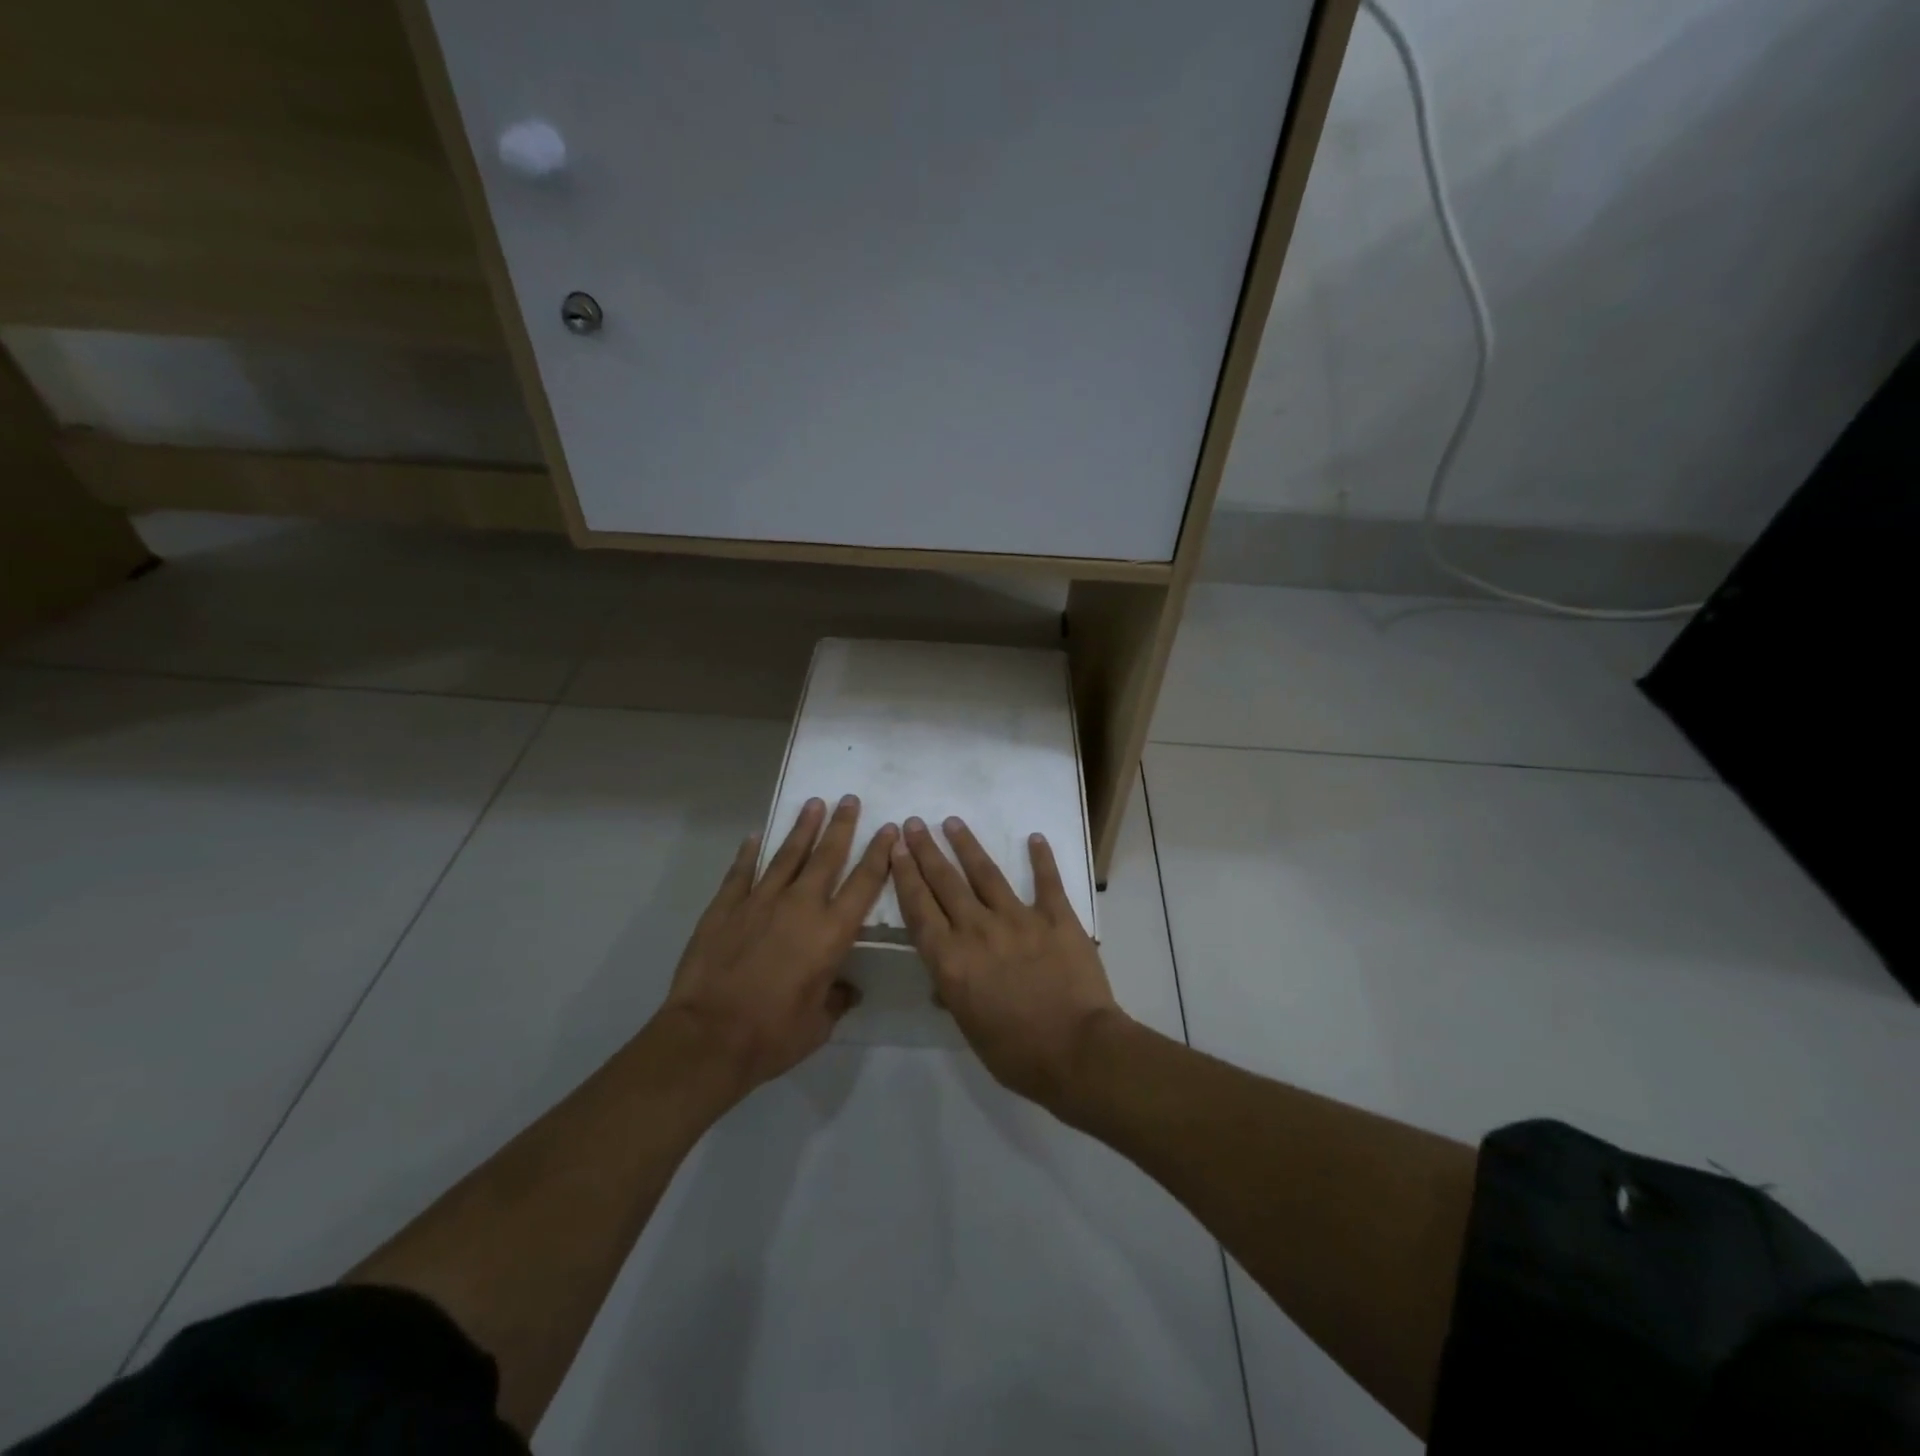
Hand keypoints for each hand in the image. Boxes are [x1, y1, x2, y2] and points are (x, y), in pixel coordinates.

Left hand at [657, 795, 895, 1095]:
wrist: (709, 1037)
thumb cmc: (772, 1035)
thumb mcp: (818, 1025)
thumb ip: (835, 999)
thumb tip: (846, 990)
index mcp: (831, 933)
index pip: (864, 883)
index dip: (879, 854)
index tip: (889, 829)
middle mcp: (800, 906)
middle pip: (827, 856)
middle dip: (842, 826)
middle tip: (850, 799)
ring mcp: (760, 901)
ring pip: (787, 855)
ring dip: (802, 828)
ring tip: (814, 804)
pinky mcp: (725, 907)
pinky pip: (741, 872)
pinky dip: (748, 854)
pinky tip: (753, 838)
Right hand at [891, 816, 1124, 1111]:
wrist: (1076, 1051)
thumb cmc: (1016, 1053)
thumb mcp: (969, 1028)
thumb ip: (953, 994)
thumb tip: (942, 979)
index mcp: (951, 960)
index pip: (919, 909)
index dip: (905, 876)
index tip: (895, 849)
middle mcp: (977, 930)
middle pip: (945, 883)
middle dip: (926, 851)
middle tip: (914, 824)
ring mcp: (1018, 919)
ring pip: (986, 873)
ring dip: (967, 845)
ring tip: (953, 822)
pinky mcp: (1056, 918)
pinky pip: (1047, 881)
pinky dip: (1042, 858)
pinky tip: (1035, 837)